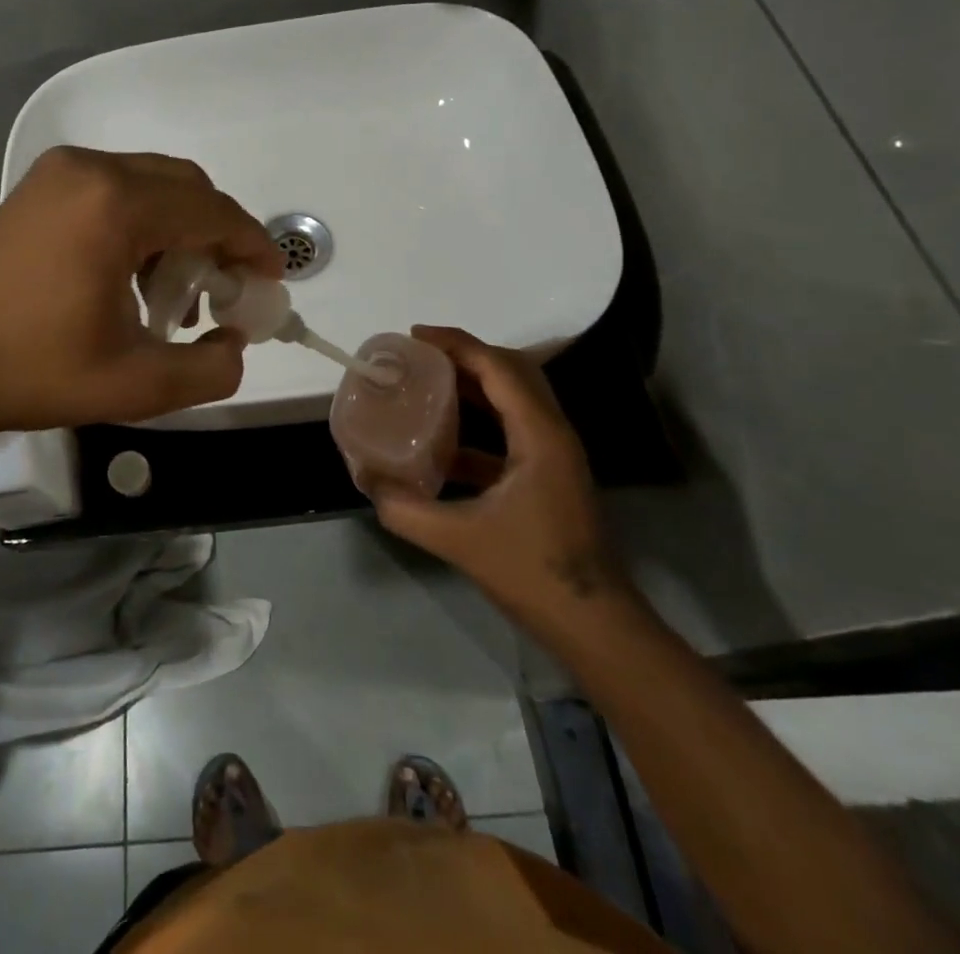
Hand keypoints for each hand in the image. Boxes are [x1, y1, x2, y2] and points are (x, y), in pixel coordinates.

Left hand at [0, 147, 281, 453]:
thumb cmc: (29, 370)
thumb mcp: (134, 385)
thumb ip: (209, 370)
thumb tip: (234, 346)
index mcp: (117, 206)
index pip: (213, 210)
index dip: (252, 244)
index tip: (271, 280)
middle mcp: (91, 170)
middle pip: (185, 186)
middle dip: (217, 234)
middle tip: (223, 290)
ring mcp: (58, 173)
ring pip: (149, 184)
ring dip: (178, 229)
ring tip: (172, 293)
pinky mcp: (36, 189)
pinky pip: (113, 190)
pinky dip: (140, 224)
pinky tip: (127, 278)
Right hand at [371, 326, 629, 634]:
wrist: (593, 624)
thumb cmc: (533, 572)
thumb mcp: (459, 540)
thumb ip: (406, 509)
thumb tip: (366, 480)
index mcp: (539, 434)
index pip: (498, 367)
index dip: (456, 343)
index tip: (415, 335)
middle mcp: (552, 432)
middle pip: (511, 371)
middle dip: (465, 354)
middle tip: (421, 354)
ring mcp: (553, 454)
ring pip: (513, 398)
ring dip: (472, 384)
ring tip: (427, 382)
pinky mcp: (547, 474)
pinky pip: (511, 429)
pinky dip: (478, 422)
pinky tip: (443, 441)